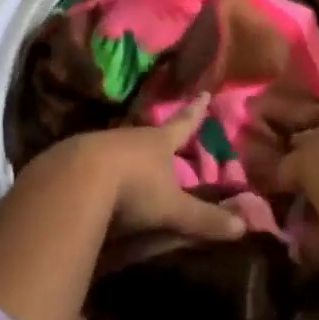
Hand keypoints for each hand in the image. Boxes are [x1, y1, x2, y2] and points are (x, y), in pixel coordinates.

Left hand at [48, 94, 245, 243]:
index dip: (195, 112)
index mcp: (158, 142)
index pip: (183, 124)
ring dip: (126, 155)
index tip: (204, 93)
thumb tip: (244, 226)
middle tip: (163, 139)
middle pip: (149, 135)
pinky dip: (98, 172)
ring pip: (120, 147)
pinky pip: (92, 164)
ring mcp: (101, 145)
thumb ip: (204, 218)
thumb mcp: (172, 208)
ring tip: (130, 165)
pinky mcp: (74, 161)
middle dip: (157, 138)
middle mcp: (131, 137)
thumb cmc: (133, 188)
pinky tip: (95, 185)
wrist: (75, 181)